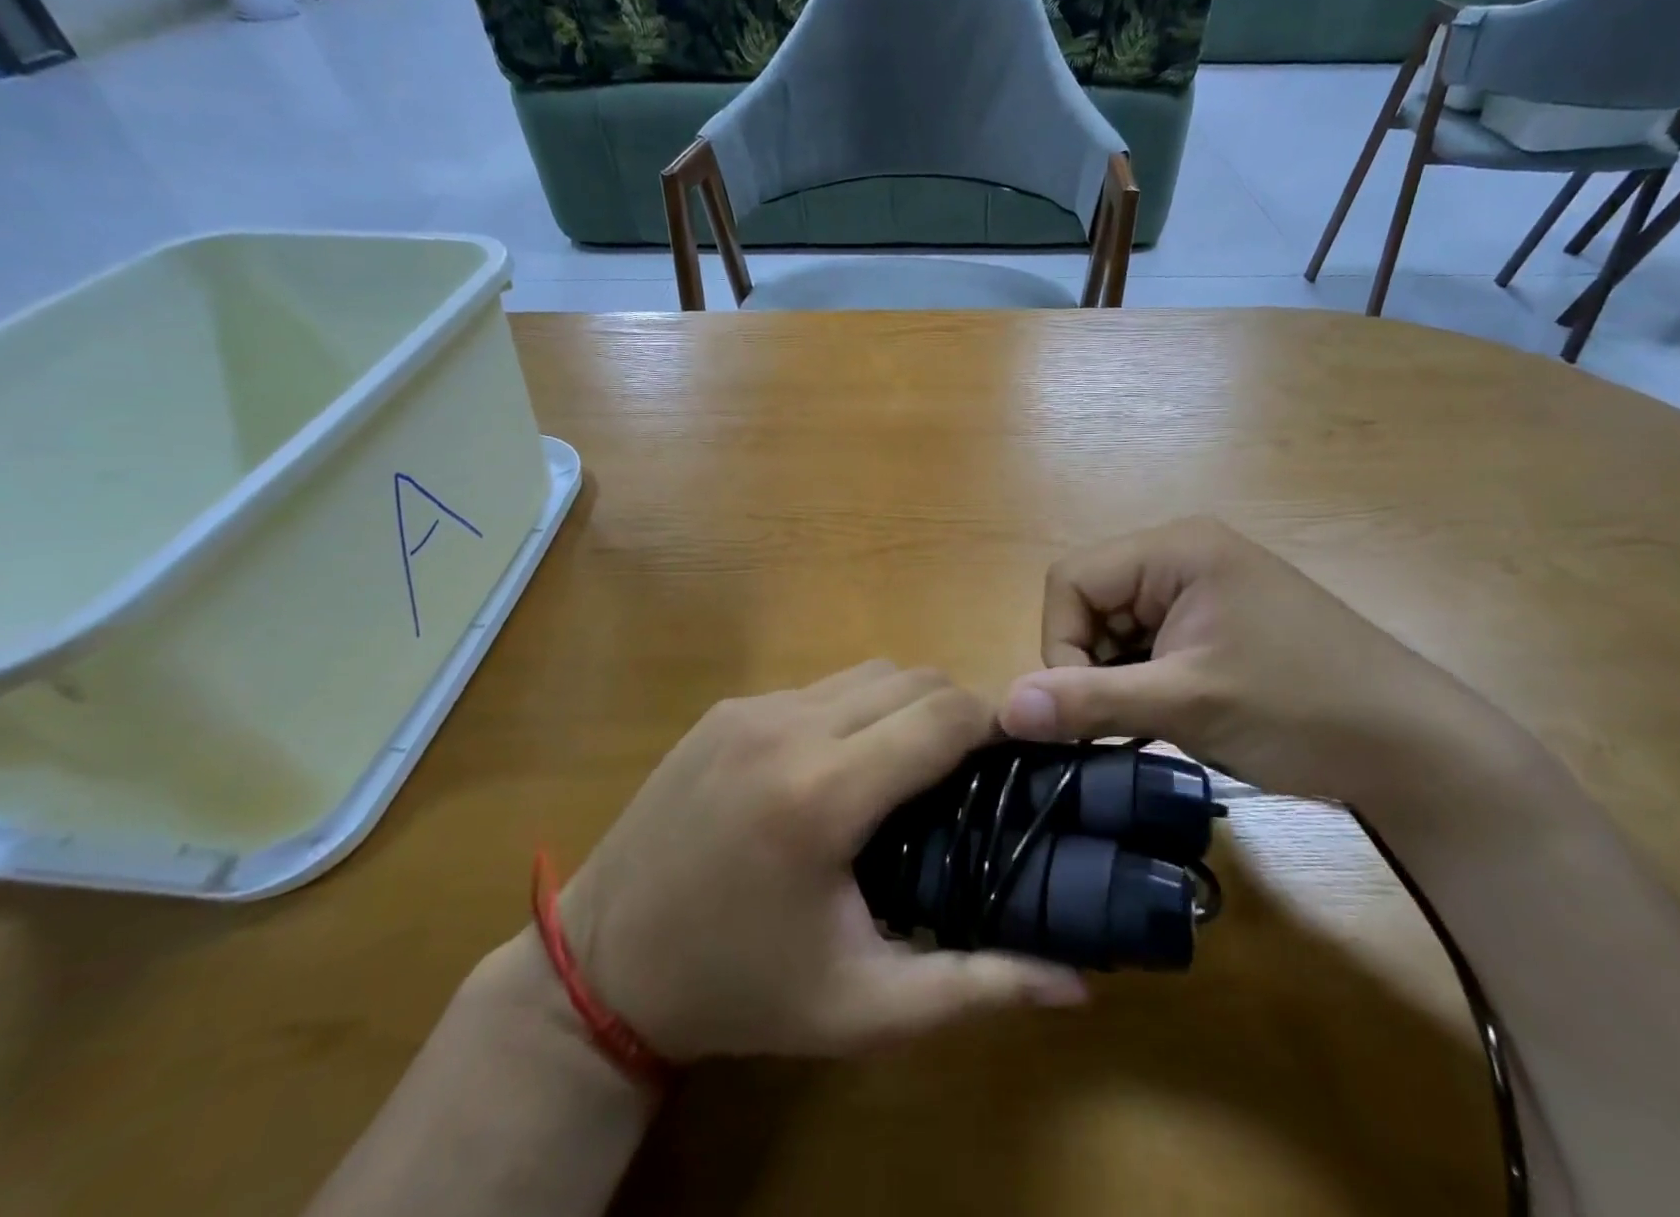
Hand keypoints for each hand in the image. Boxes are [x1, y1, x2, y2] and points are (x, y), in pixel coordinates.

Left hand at [556, 663, 1086, 1062]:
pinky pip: (820, 686)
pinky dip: (855, 708)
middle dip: (956, 711)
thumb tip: (1078, 985)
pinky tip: (843, 764)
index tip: (1017, 756)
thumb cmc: (740, 990)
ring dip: (906, 704)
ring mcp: (752, 707)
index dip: (994, 724)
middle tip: (969, 772)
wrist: (601, 966)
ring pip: (868, 672)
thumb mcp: (860, 1007)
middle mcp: (789, 726)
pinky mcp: (728, 706)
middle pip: (912, 678)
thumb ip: (973, 988)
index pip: (942, 715)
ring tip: (911, 767)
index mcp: (824, 794)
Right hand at [999, 517, 1448, 802]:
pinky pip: (1148, 642)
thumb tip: (1003, 707)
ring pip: (1116, 627)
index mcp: (1174, 549)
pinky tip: (1174, 715)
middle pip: (1090, 602)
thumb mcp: (1186, 704)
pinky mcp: (1215, 622)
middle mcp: (1182, 555)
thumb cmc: (1300, 710)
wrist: (1416, 752)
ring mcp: (1201, 589)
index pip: (1072, 581)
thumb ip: (1088, 701)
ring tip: (1158, 720)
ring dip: (1117, 677)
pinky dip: (1143, 680)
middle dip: (1092, 664)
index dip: (1063, 645)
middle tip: (1125, 720)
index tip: (1088, 707)